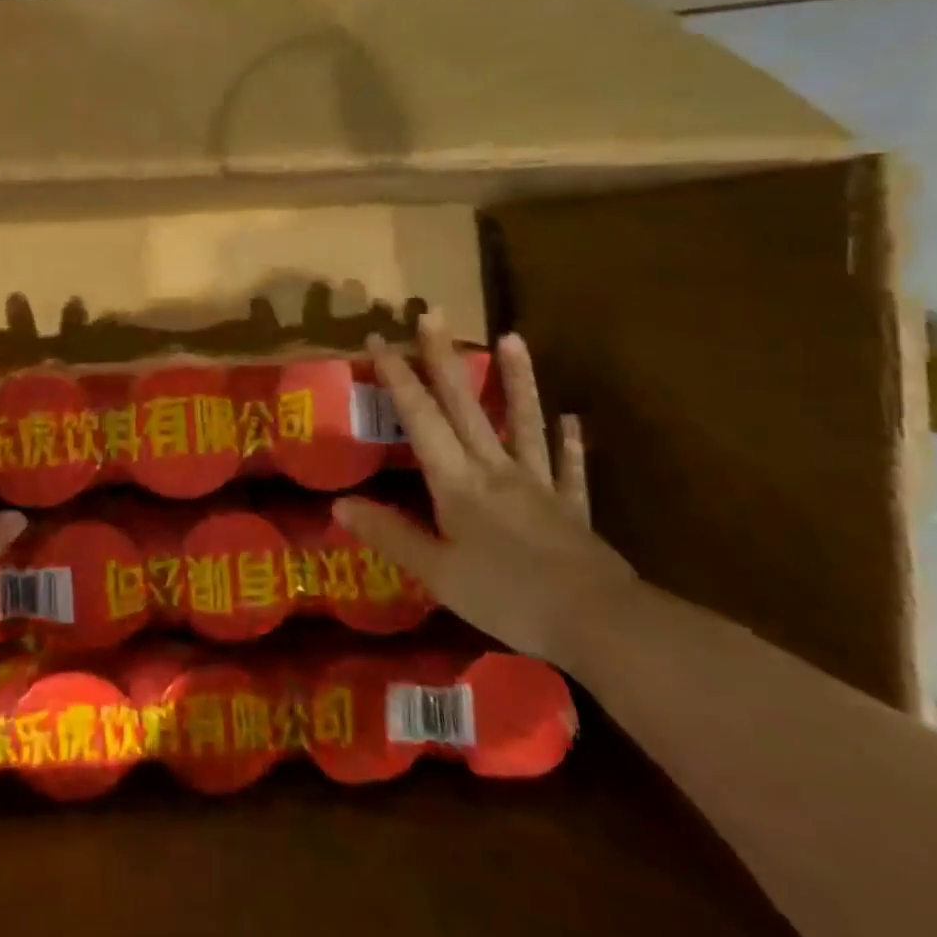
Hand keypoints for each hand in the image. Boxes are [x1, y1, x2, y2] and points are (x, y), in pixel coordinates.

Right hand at [333, 318, 635, 664]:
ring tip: (513, 338)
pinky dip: (570, 443)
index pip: (420, 419)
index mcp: (457, 482)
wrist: (596, 622)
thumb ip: (389, 534)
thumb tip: (339, 504)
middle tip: (434, 313)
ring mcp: (538, 484)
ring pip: (524, 422)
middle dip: (444, 358)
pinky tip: (572, 419)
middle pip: (465, 405)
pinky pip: (568, 468)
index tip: (379, 339)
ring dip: (517, 380)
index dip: (398, 378)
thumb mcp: (436, 572)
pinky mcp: (571, 507)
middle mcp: (495, 469)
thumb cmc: (507, 596)